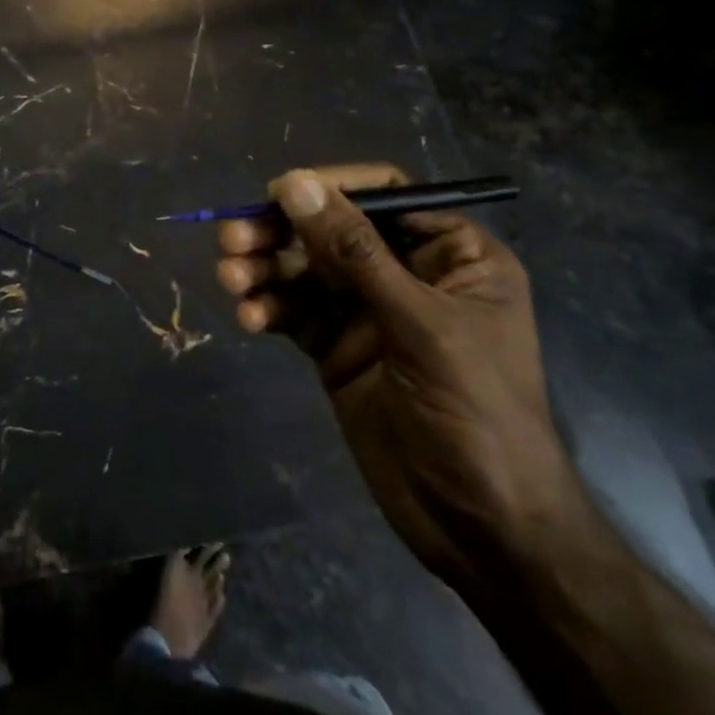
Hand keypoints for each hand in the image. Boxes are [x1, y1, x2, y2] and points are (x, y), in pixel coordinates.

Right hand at [216, 164, 581, 585]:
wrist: (483, 532)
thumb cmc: (477, 414)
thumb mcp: (420, 325)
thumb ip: (355, 252)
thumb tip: (295, 183)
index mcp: (451, 255)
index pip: (385, 196)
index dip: (330, 188)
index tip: (277, 193)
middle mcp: (407, 274)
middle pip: (332, 230)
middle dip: (282, 232)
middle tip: (233, 237)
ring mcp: (369, 313)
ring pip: (306, 271)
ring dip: (265, 270)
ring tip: (231, 278)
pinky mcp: (338, 349)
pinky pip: (296, 313)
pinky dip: (269, 309)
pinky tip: (250, 318)